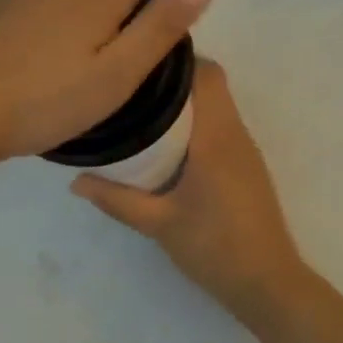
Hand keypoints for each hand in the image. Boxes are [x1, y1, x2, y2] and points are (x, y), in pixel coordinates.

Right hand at [71, 59, 308, 318]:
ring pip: (218, 105)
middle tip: (131, 87)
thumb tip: (75, 181)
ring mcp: (246, 151)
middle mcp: (235, 134)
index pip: (207, 75)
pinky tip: (168, 144)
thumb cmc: (214, 247)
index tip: (140, 62)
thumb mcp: (158, 224)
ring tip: (142, 110)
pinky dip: (198, 122)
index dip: (177, 59)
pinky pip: (222, 126)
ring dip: (187, 101)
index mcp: (216, 137)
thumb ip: (117, 199)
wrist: (267, 283)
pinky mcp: (248, 167)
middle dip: (175, 78)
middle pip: (212, 84)